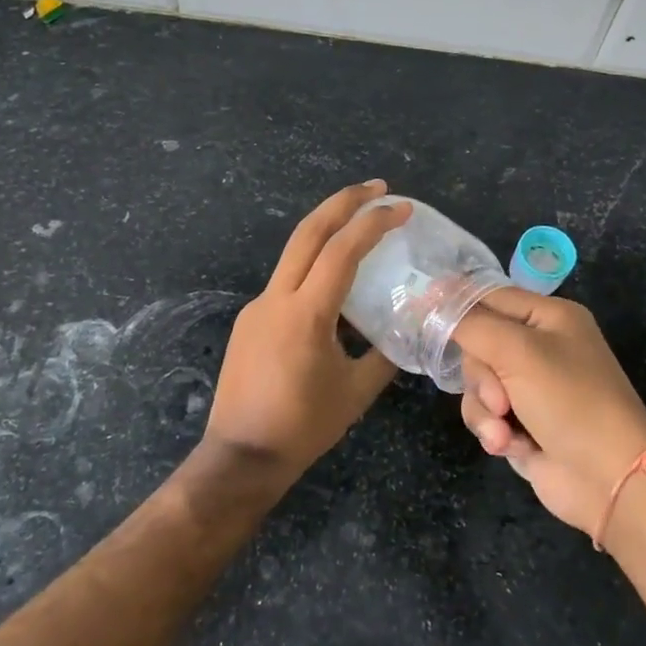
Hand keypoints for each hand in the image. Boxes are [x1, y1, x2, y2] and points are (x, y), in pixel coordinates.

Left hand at [204, 181, 409, 484]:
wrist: (239, 458)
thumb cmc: (302, 428)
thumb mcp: (355, 392)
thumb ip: (384, 357)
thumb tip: (406, 332)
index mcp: (305, 314)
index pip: (341, 251)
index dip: (373, 224)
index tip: (401, 207)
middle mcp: (275, 298)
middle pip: (308, 232)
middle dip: (343, 201)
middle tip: (377, 188)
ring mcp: (257, 307)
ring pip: (295, 253)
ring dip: (327, 230)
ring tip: (360, 226)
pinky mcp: (249, 320)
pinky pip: (287, 282)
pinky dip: (314, 267)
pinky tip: (334, 287)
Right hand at [452, 289, 645, 536]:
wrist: (611, 480)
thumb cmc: (570, 400)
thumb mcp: (518, 351)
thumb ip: (470, 323)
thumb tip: (432, 298)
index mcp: (549, 317)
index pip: (491, 296)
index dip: (457, 303)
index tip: (419, 310)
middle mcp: (540, 347)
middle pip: (478, 344)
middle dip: (481, 375)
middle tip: (499, 396)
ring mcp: (532, 387)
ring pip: (478, 383)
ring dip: (484, 408)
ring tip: (503, 429)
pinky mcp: (524, 423)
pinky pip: (486, 414)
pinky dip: (492, 429)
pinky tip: (507, 445)